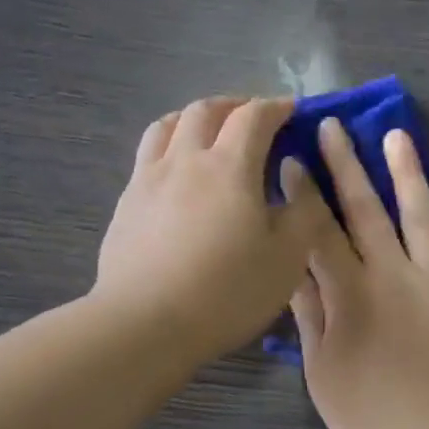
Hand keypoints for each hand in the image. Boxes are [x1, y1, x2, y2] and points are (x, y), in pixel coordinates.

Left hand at [95, 96, 329, 363]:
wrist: (146, 323)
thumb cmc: (227, 292)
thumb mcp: (287, 260)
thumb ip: (302, 214)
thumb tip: (298, 178)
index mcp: (230, 166)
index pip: (254, 116)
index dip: (276, 107)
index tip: (291, 110)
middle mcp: (185, 159)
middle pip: (206, 111)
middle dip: (234, 105)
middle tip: (252, 117)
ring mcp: (148, 179)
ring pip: (167, 126)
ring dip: (193, 119)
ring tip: (207, 132)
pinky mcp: (126, 204)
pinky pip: (148, 156)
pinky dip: (169, 148)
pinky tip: (175, 175)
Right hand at [291, 118, 428, 428]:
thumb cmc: (372, 418)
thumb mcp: (323, 374)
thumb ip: (311, 318)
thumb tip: (293, 271)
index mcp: (352, 295)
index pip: (320, 233)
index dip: (304, 196)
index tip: (291, 160)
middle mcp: (395, 275)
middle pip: (367, 211)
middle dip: (347, 166)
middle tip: (334, 126)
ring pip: (421, 216)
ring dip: (407, 174)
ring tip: (397, 136)